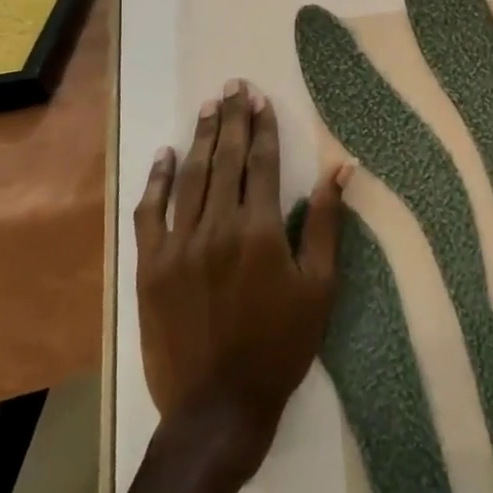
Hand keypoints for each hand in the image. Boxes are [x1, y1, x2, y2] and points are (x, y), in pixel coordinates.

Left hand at [134, 79, 353, 464]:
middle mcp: (217, 228)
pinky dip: (157, 182)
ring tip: (209, 107)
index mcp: (261, 231)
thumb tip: (342, 169)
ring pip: (190, 179)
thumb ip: (326, 223)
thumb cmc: (281, 345)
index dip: (263, 128)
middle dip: (232, 120)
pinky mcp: (151, 268)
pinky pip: (150, 214)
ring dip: (201, 139)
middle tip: (234, 86)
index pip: (262, 164)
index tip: (261, 99)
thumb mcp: (319, 286)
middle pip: (225, 161)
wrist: (218, 406)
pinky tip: (164, 155)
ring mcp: (178, 247)